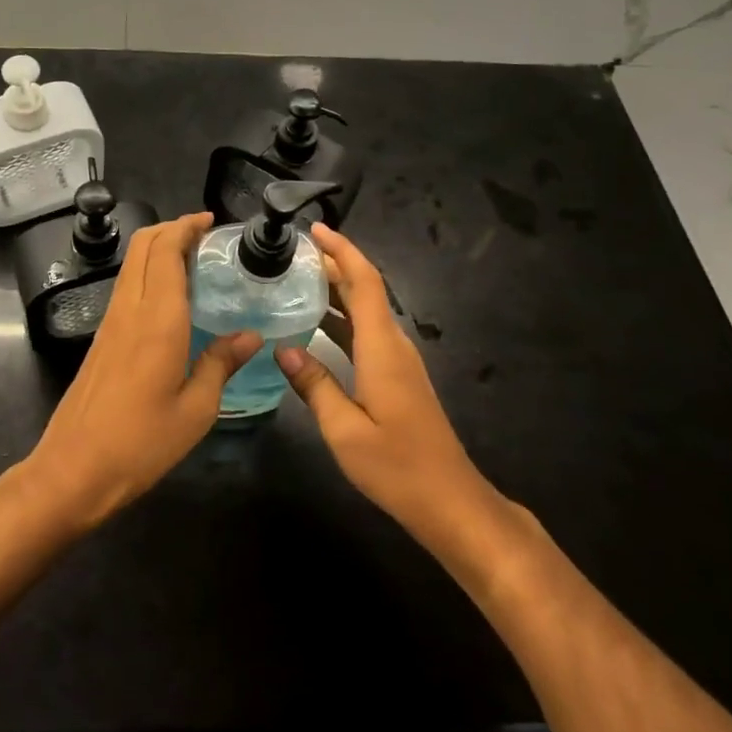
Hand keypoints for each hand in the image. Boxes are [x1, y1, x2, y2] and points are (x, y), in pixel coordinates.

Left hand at [24, 212, 260, 529]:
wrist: (74, 469)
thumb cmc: (141, 443)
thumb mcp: (196, 410)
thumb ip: (221, 364)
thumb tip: (251, 336)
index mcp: (158, 320)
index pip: (166, 251)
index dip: (186, 227)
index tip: (210, 221)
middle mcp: (130, 309)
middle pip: (143, 246)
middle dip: (171, 228)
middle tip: (204, 236)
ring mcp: (111, 322)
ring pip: (132, 264)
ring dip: (158, 249)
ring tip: (193, 259)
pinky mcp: (101, 338)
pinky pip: (127, 286)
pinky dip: (149, 272)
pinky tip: (171, 296)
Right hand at [276, 224, 497, 556]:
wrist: (450, 501)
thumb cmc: (397, 466)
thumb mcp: (344, 430)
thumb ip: (314, 385)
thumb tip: (281, 348)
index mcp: (382, 348)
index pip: (365, 282)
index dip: (342, 250)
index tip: (314, 230)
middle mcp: (393, 345)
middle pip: (365, 290)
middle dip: (332, 265)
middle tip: (291, 254)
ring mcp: (398, 361)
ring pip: (366, 311)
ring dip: (336, 291)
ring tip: (296, 280)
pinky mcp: (397, 377)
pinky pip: (366, 331)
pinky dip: (341, 318)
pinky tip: (316, 326)